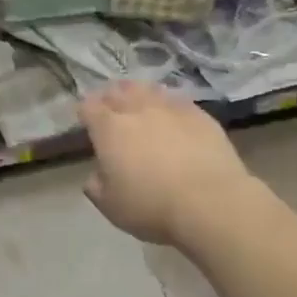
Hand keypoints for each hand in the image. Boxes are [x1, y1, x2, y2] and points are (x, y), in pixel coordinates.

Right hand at [81, 82, 253, 246]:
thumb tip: (96, 176)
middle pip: (118, 91)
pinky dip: (169, 104)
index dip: (85, 111)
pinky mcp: (200, 115)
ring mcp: (170, 108)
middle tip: (112, 110)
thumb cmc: (152, 206)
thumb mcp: (111, 206)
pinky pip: (178, 100)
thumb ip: (96, 186)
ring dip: (140, 94)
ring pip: (149, 89)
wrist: (211, 203)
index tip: (85, 120)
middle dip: (111, 97)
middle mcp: (136, 110)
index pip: (88, 106)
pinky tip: (172, 114)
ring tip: (141, 104)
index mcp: (108, 129)